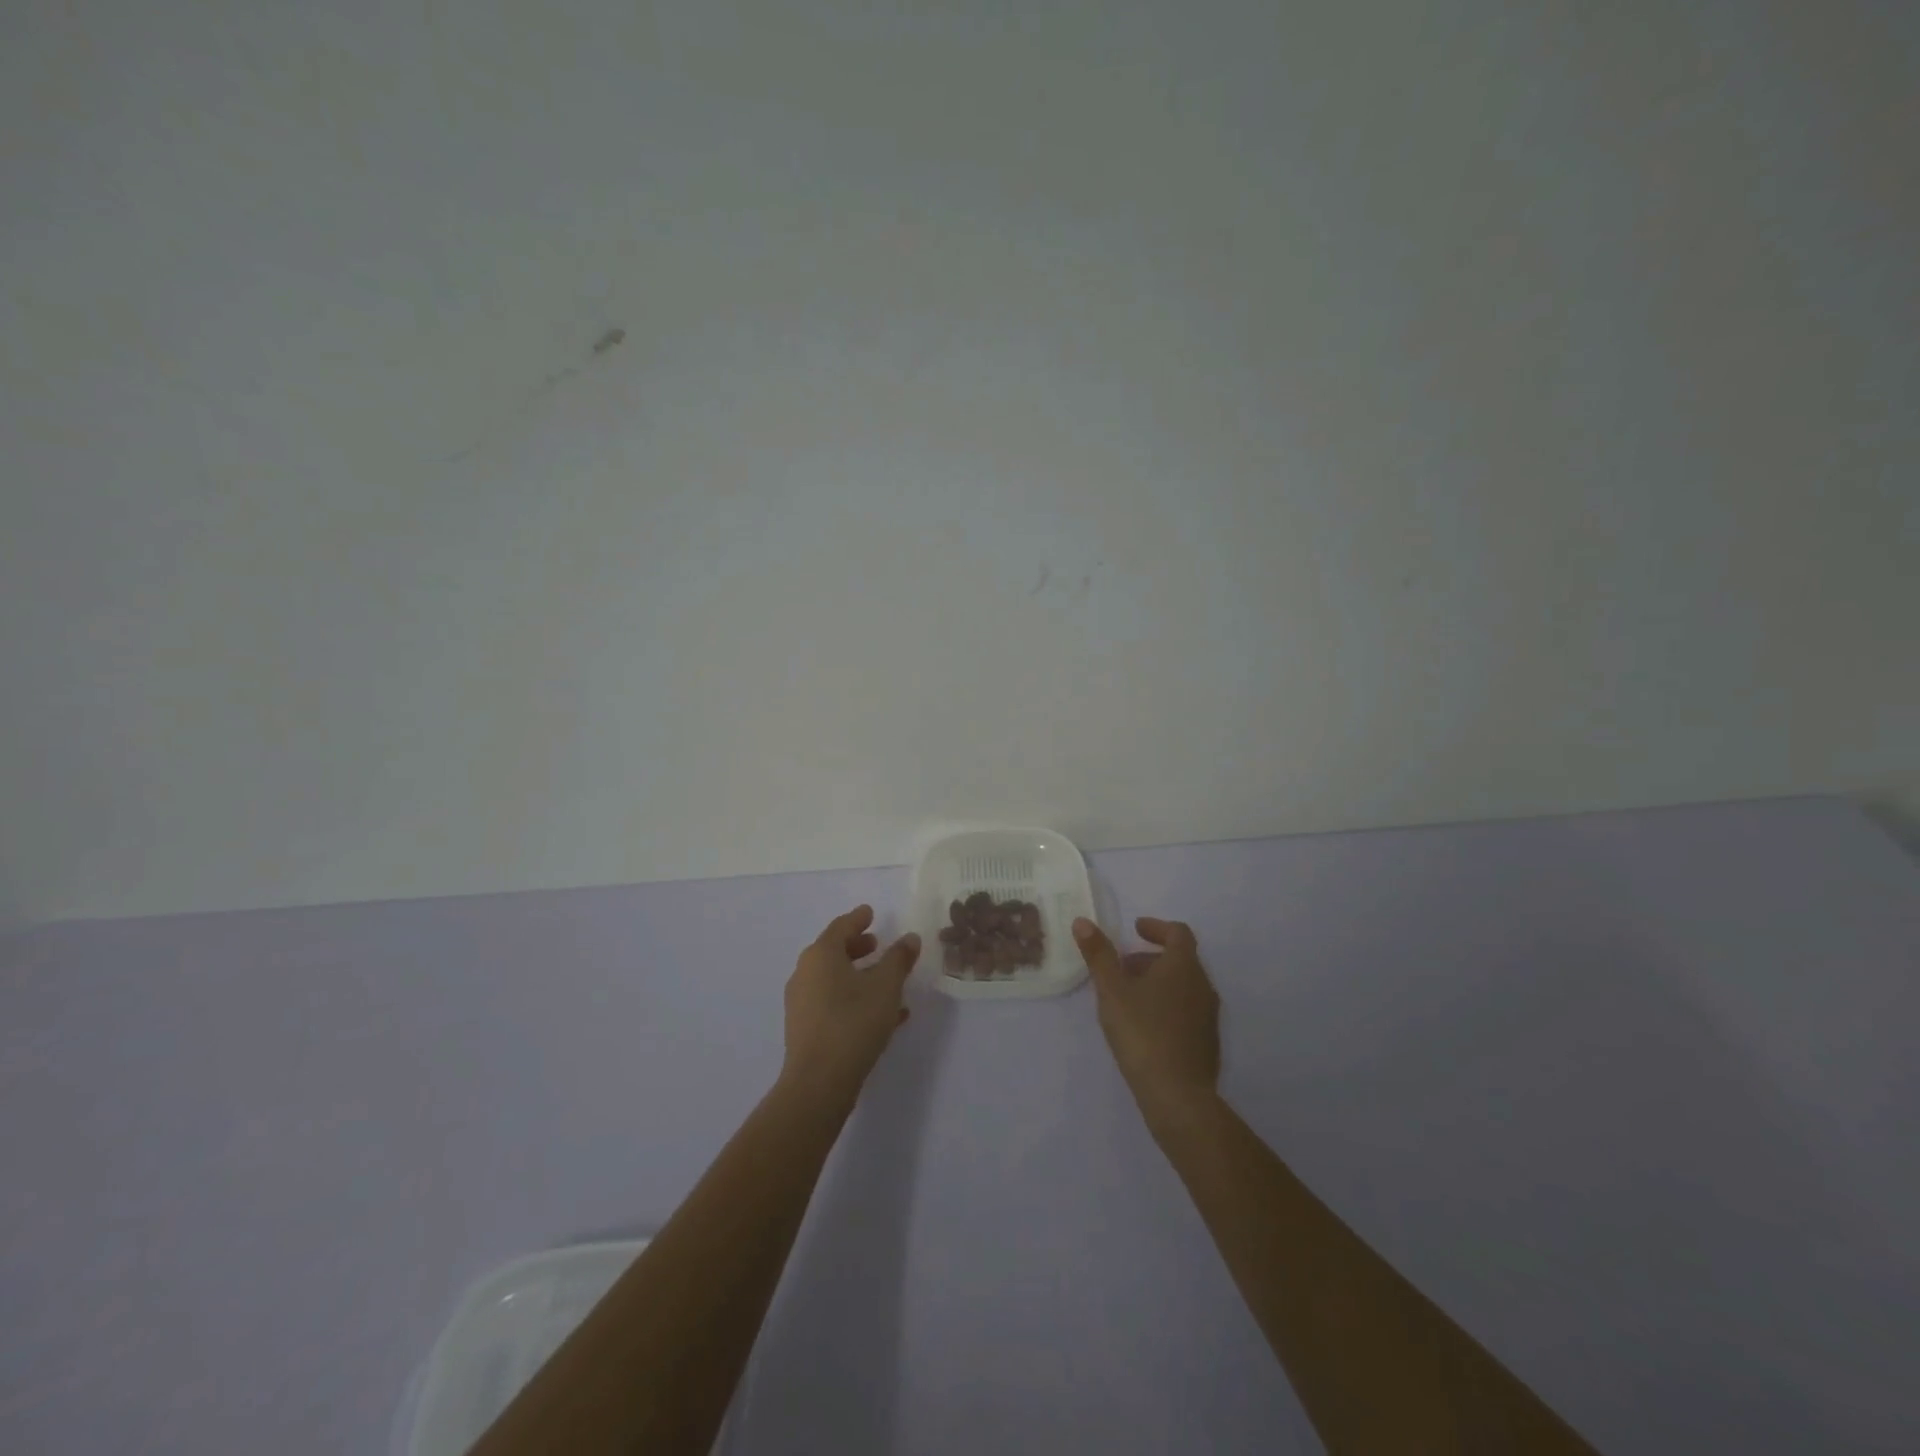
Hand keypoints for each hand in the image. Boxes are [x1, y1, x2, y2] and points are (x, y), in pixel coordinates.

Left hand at [781, 905, 920, 1102]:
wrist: (819, 1083)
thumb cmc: (853, 1023)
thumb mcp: (886, 987)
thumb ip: (899, 959)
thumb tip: (909, 938)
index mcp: (821, 955)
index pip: (841, 927)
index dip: (858, 919)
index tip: (870, 912)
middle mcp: (805, 973)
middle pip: (833, 951)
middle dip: (857, 946)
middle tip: (877, 943)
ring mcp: (802, 1002)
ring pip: (834, 979)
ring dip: (859, 976)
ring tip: (886, 981)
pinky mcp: (805, 1028)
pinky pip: (833, 1002)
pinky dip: (854, 999)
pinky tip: (884, 1015)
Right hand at [1073, 915, 1220, 1125]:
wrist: (1178, 1095)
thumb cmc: (1142, 1033)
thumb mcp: (1112, 991)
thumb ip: (1099, 955)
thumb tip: (1083, 922)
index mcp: (1183, 966)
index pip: (1177, 932)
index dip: (1156, 927)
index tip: (1135, 929)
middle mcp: (1202, 984)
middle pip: (1180, 959)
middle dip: (1151, 957)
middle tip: (1123, 966)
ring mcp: (1208, 1015)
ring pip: (1184, 985)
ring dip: (1159, 981)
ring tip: (1129, 997)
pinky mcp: (1207, 1041)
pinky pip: (1187, 1009)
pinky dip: (1167, 1003)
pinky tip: (1145, 1025)